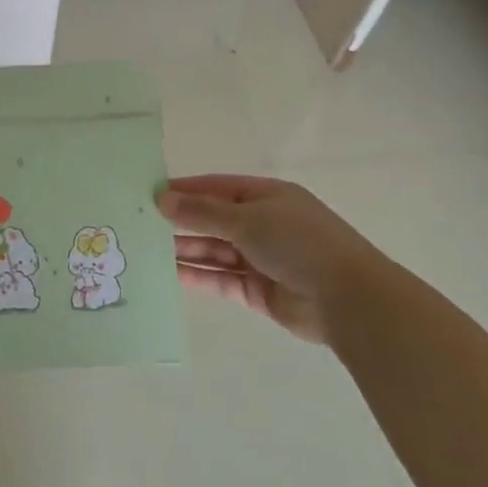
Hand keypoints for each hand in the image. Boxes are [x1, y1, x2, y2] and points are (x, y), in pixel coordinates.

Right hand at [158, 174, 376, 344]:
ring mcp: (260, 258)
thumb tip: (162, 198)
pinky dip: (197, 276)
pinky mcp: (257, 290)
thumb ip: (202, 212)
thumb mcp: (246, 218)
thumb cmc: (298, 243)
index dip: (184, 189)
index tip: (149, 193)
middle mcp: (263, 224)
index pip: (216, 187)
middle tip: (139, 224)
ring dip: (185, 249)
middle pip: (213, 219)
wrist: (348, 299)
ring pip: (214, 251)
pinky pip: (220, 279)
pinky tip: (169, 274)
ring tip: (146, 249)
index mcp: (266, 196)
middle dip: (180, 221)